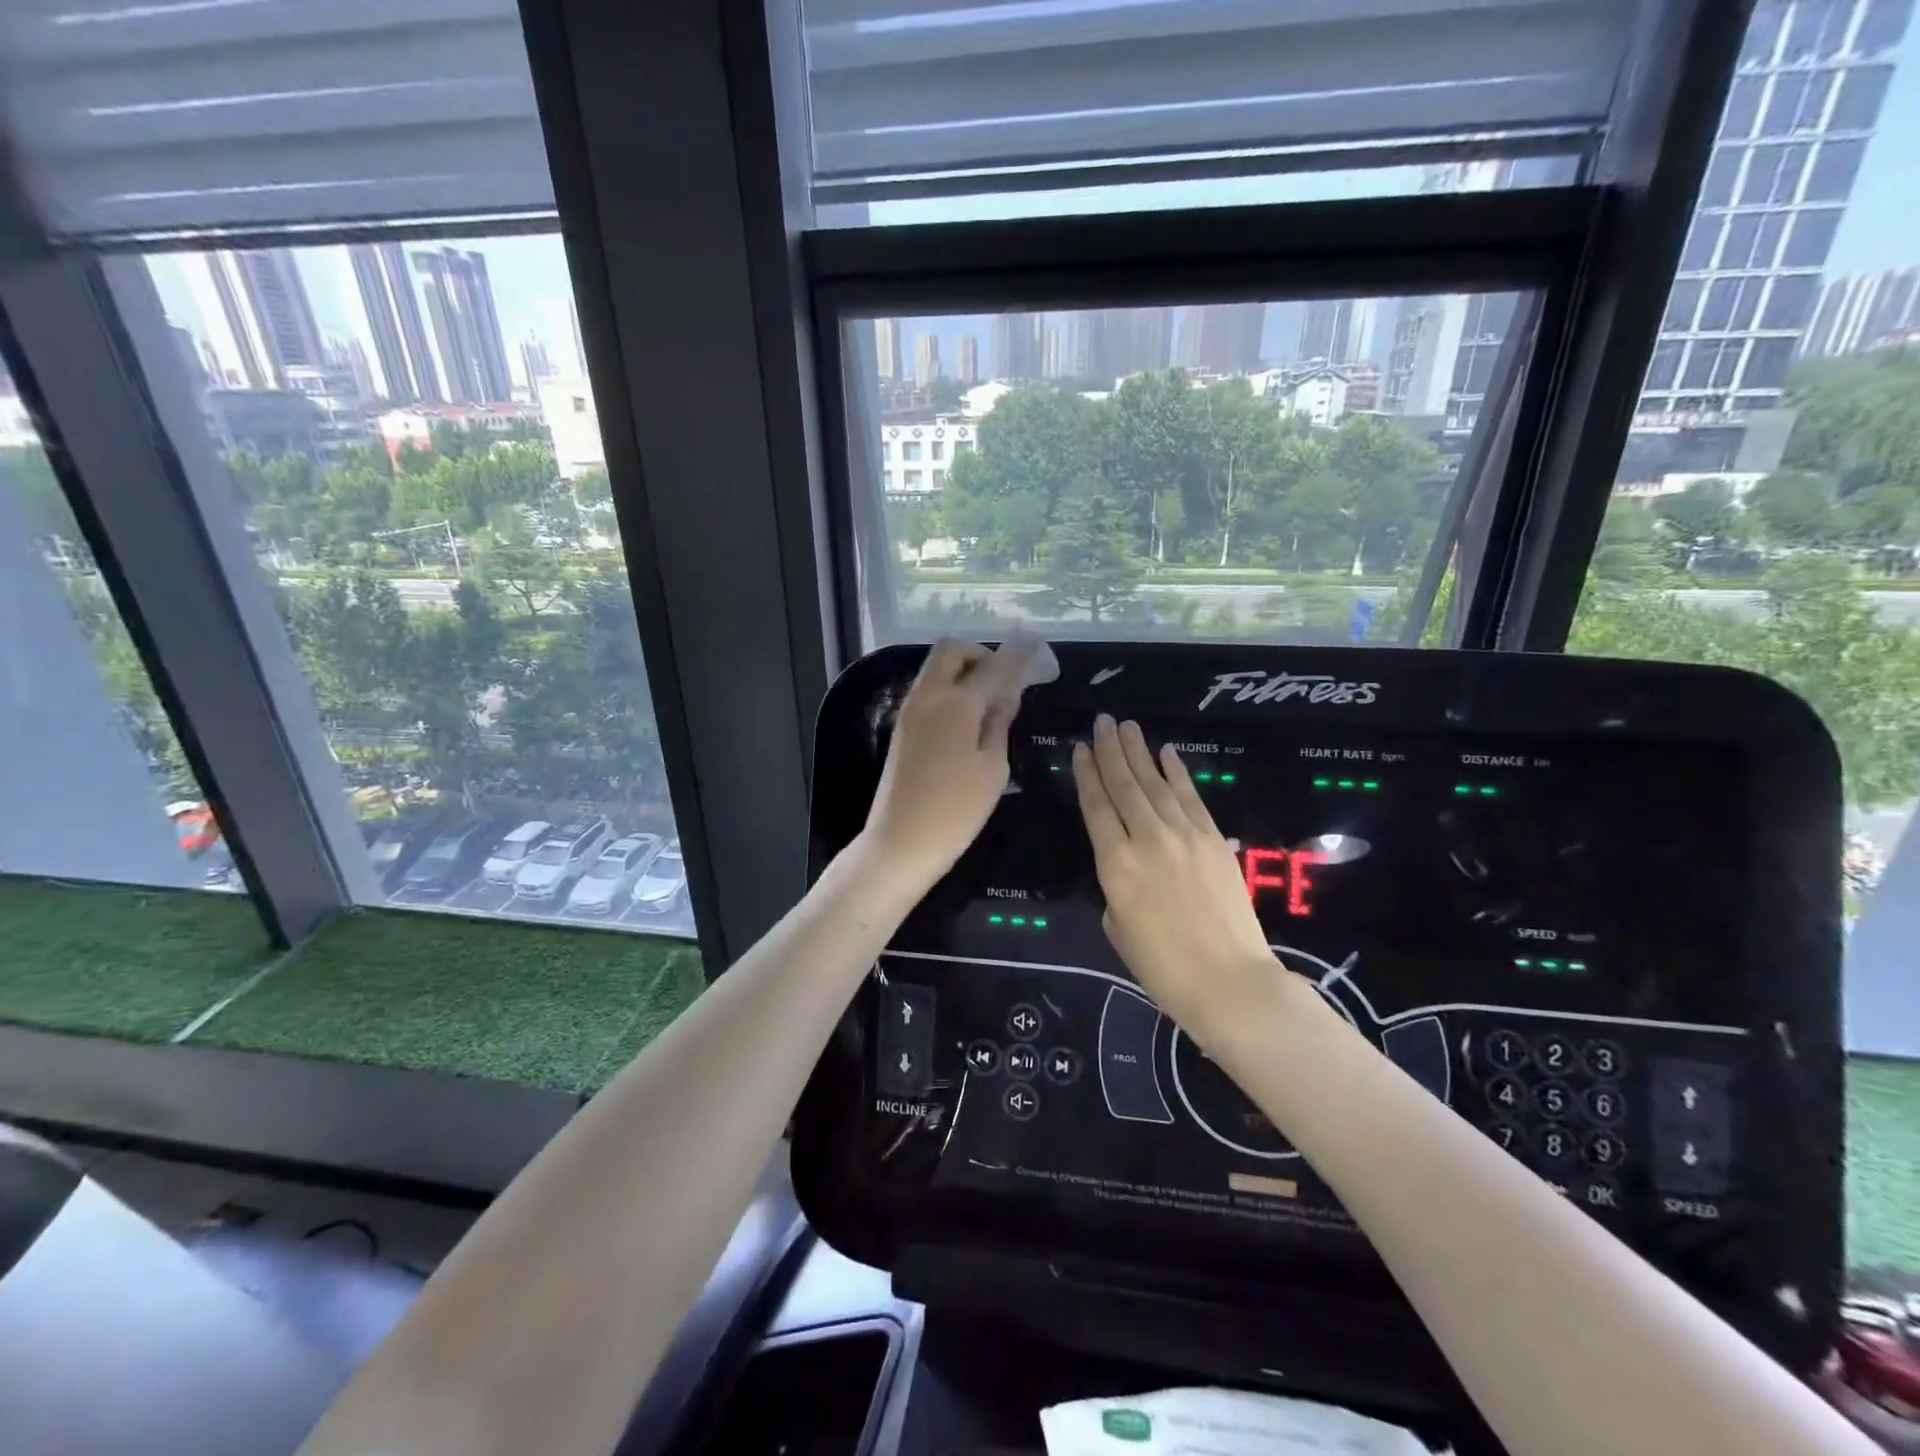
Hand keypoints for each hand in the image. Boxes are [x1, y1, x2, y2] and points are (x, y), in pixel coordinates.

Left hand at [860, 637, 1039, 893]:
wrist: (900, 842)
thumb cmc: (956, 811)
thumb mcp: (993, 769)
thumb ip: (999, 724)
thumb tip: (1006, 694)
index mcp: (956, 704)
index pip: (994, 667)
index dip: (1018, 655)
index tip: (1037, 646)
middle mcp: (928, 696)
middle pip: (952, 650)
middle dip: (981, 653)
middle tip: (1004, 678)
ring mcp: (910, 709)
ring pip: (936, 667)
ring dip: (964, 669)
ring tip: (990, 697)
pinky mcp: (902, 726)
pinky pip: (929, 689)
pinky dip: (950, 687)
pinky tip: (970, 714)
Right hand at [1073, 714, 1281, 1035]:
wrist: (1229, 982)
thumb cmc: (1162, 967)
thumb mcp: (1118, 927)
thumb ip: (1116, 886)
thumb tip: (1128, 864)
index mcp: (1115, 865)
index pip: (1096, 807)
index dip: (1087, 775)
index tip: (1080, 749)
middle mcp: (1147, 839)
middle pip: (1124, 786)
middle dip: (1111, 751)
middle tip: (1102, 722)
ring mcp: (1184, 836)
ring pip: (1156, 784)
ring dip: (1140, 753)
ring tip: (1127, 726)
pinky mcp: (1214, 840)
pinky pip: (1191, 798)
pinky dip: (1178, 773)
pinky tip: (1167, 753)